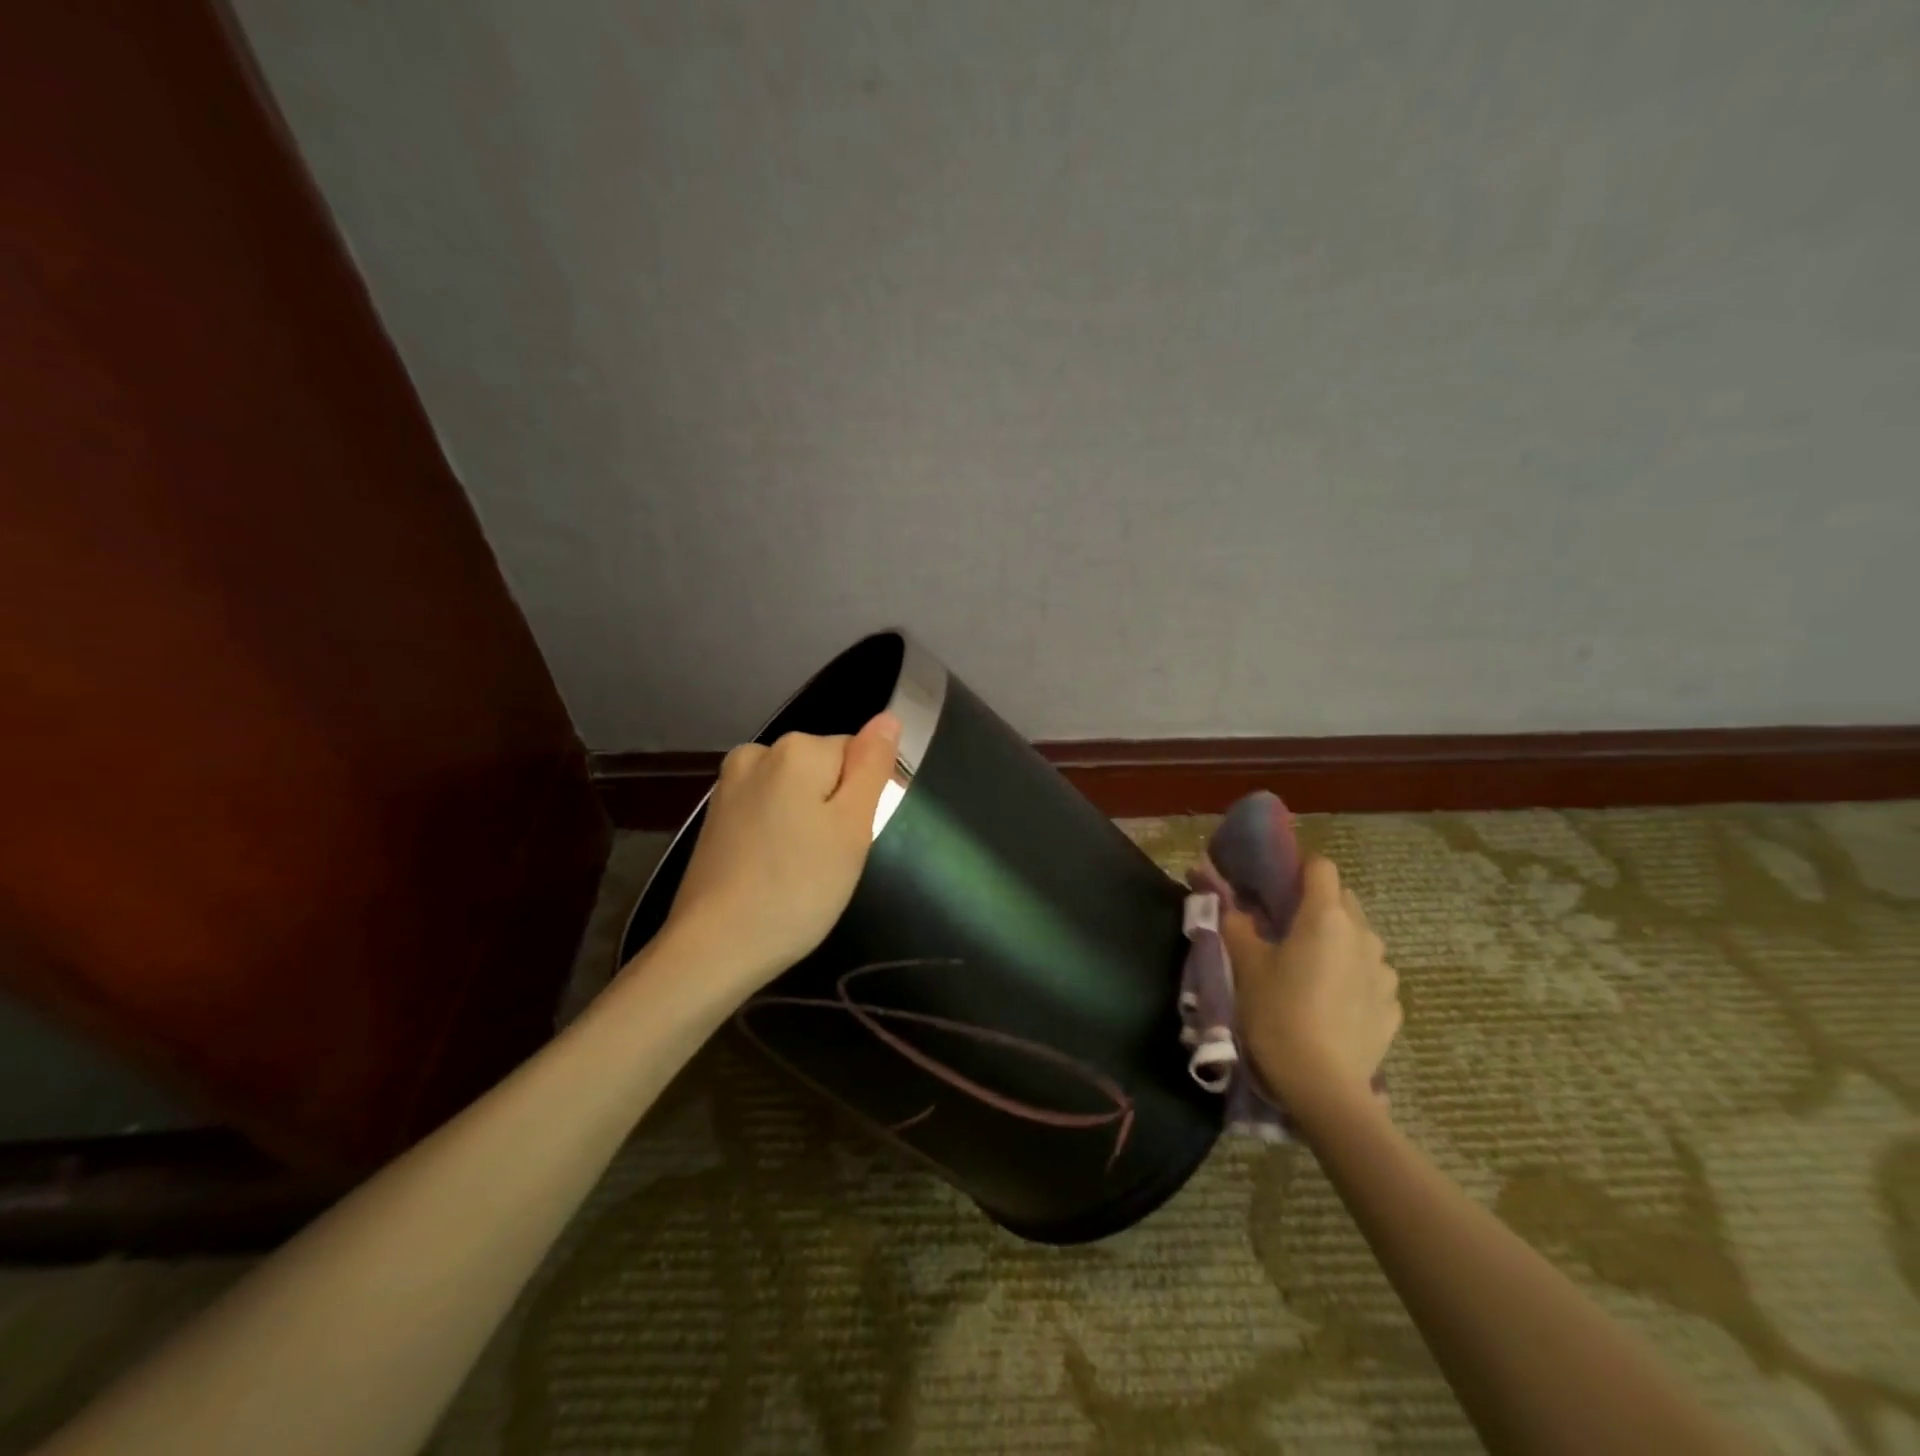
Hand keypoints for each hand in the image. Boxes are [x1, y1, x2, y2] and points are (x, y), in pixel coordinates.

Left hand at [654, 713, 901, 991]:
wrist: (714, 948)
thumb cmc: (798, 889)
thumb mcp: (852, 827)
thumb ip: (872, 766)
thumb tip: (888, 718)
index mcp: (796, 749)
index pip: (857, 754)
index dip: (863, 798)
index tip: (851, 840)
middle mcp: (757, 753)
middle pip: (824, 770)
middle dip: (834, 808)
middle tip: (829, 860)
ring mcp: (729, 785)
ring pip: (795, 792)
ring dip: (806, 822)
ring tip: (801, 869)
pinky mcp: (715, 817)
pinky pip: (767, 810)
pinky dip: (778, 834)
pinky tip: (773, 870)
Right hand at [1223, 856, 1400, 1119]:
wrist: (1323, 1086)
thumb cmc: (1278, 1014)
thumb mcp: (1245, 965)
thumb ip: (1235, 924)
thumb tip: (1228, 901)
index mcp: (1326, 916)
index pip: (1321, 867)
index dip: (1298, 868)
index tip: (1276, 884)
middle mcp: (1363, 934)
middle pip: (1342, 900)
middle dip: (1315, 905)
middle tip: (1284, 928)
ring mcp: (1384, 972)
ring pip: (1359, 938)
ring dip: (1337, 941)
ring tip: (1310, 969)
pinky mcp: (1393, 1006)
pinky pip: (1370, 976)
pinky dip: (1352, 977)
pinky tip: (1332, 1003)